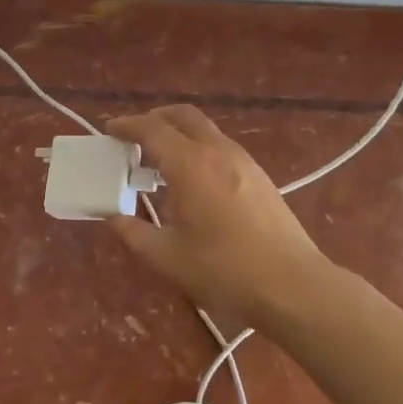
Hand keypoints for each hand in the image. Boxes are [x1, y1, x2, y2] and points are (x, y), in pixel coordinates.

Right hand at [106, 105, 330, 328]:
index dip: (128, 126)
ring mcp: (244, 162)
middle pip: (183, 116)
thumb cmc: (224, 271)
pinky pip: (221, 147)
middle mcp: (218, 152)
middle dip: (155, 119)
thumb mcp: (168, 258)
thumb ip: (135, 234)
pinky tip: (193, 182)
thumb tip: (115, 218)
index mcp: (191, 165)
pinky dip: (199, 149)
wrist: (292, 286)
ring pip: (206, 130)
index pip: (153, 129)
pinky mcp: (260, 176)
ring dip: (179, 135)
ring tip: (160, 164)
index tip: (110, 130)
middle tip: (134, 139)